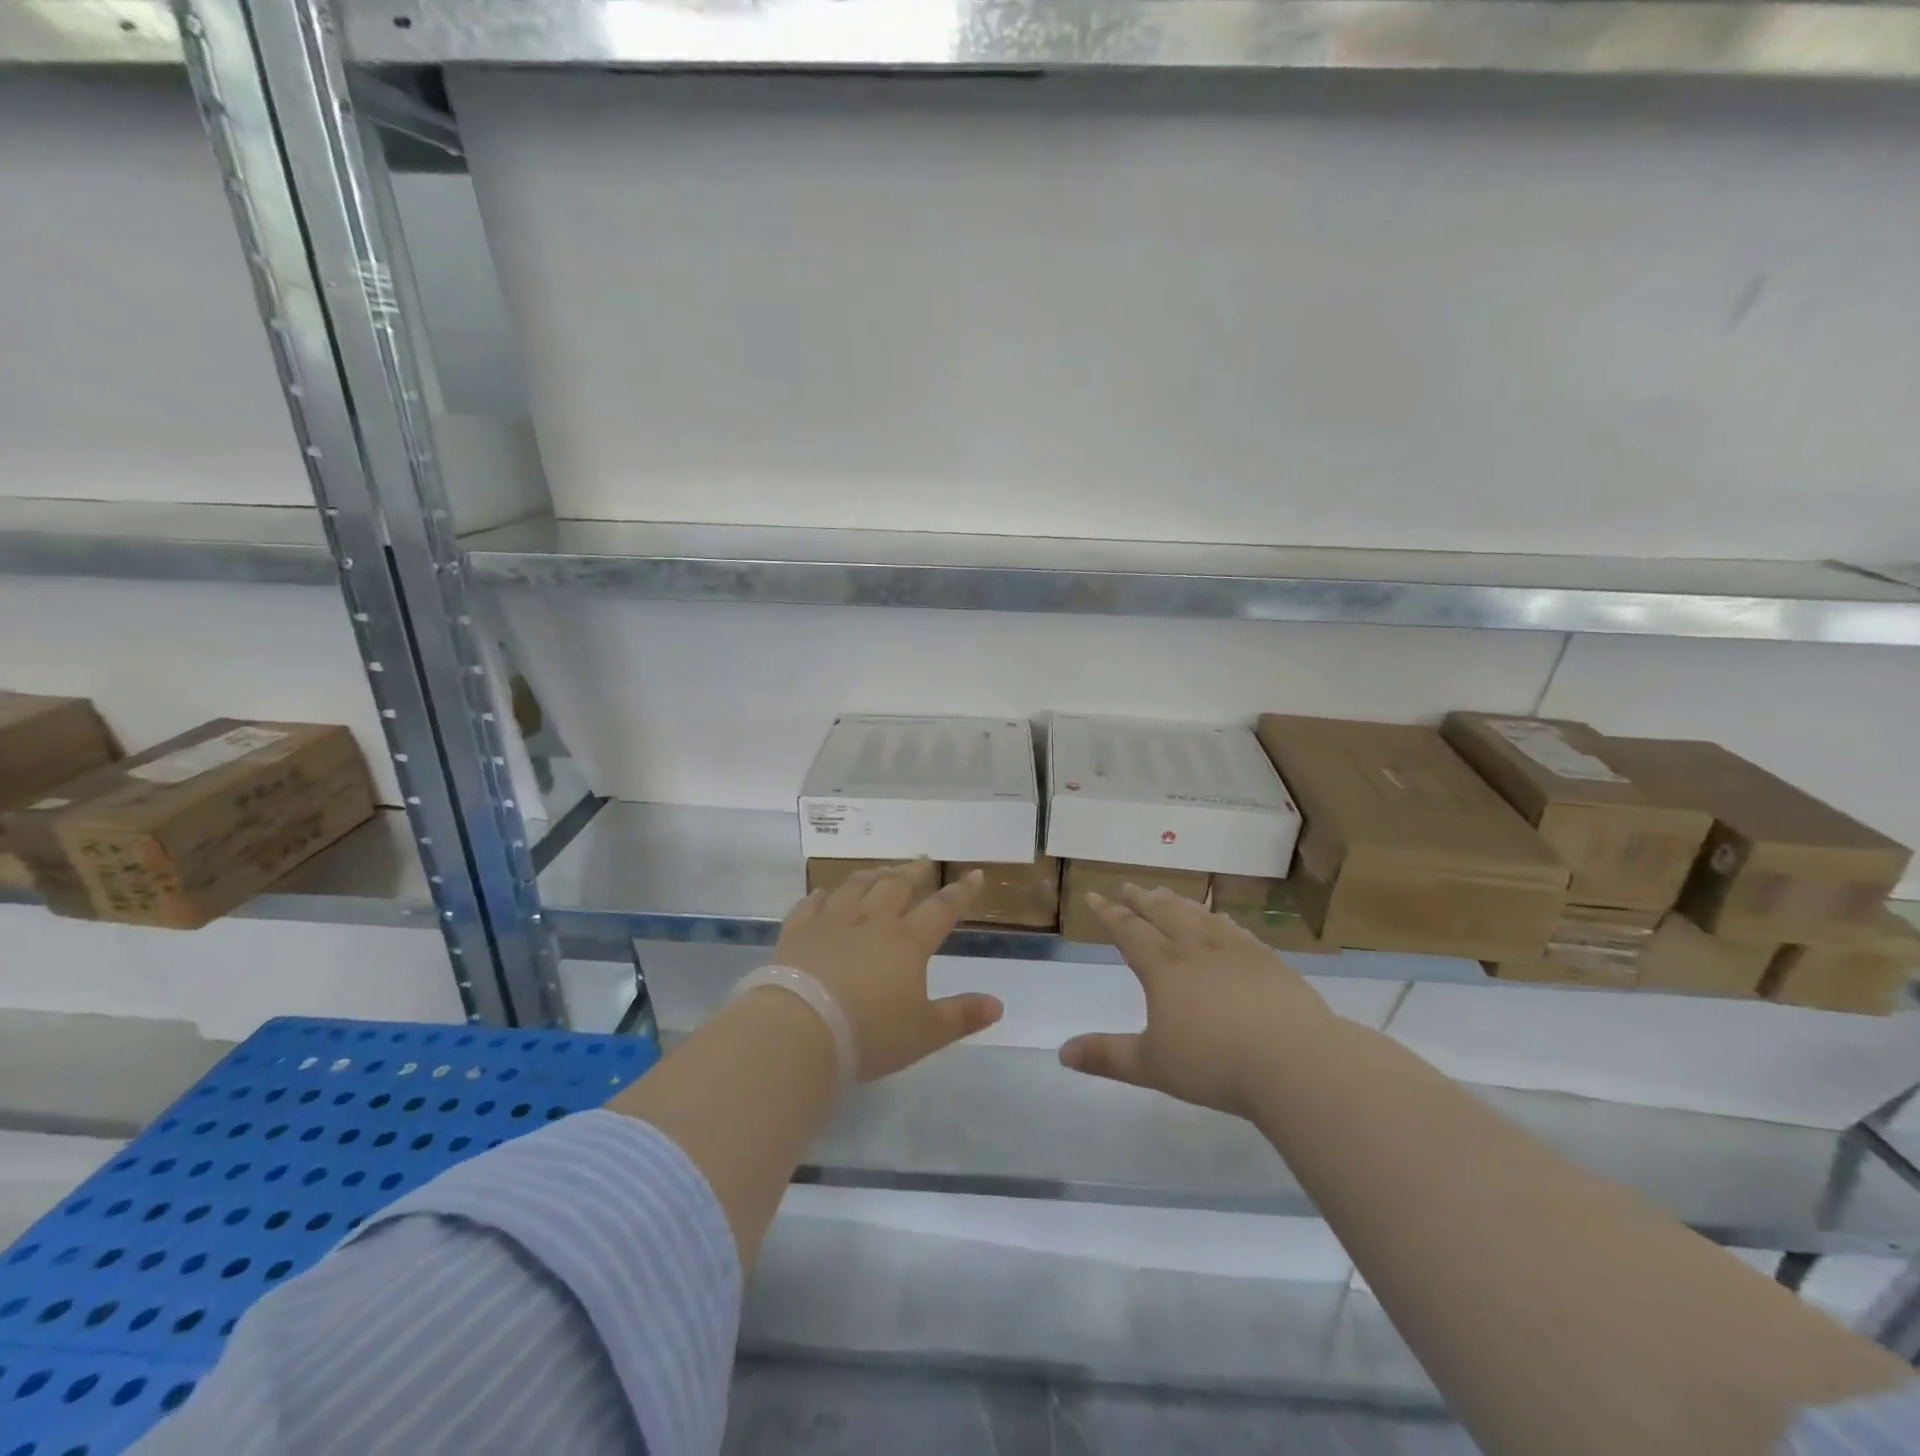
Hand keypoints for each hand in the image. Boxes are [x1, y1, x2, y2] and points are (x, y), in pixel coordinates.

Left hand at [771, 864, 1003, 1080]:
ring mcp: (832, 922)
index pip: (941, 909)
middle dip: (913, 872)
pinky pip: (812, 903)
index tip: (974, 874)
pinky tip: (826, 893)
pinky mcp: (798, 931)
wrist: (801, 1030)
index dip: (961, 892)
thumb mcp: (925, 1033)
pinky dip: (824, 894)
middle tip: (922, 862)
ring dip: (873, 875)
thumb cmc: (870, 1034)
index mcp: (907, 942)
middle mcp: (872, 922)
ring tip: (882, 870)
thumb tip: (998, 1004)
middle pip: (896, 886)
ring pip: (856, 887)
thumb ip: (961, 1016)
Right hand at [1058, 884, 1335, 1117]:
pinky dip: (1219, 919)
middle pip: (1163, 913)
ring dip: (1178, 902)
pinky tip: (1221, 920)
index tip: (1094, 896)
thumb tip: (1062, 1053)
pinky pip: (1236, 930)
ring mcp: (1236, 951)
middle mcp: (1196, 949)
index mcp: (1164, 968)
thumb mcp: (1152, 1065)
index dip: (1109, 913)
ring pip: (1199, 916)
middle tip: (1129, 887)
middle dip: (1142, 899)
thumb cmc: (1215, 1064)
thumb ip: (1107, 1056)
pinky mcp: (1268, 961)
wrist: (1295, 1061)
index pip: (1129, 930)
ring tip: (1166, 895)